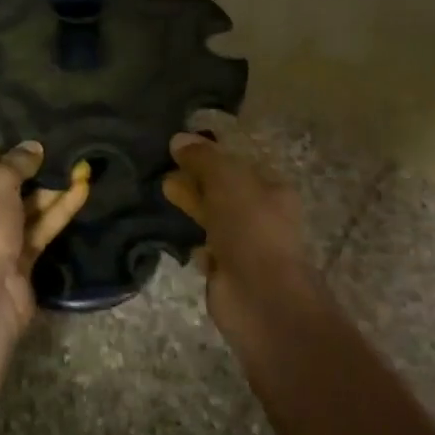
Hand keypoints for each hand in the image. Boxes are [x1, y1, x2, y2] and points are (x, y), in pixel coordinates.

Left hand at [0, 143, 90, 345]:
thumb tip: (32, 147)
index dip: (2, 150)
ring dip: (50, 190)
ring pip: (24, 209)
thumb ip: (14, 163)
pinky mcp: (17, 261)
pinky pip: (38, 229)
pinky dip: (58, 211)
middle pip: (1, 187)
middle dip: (31, 171)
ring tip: (79, 165)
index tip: (32, 136)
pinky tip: (82, 189)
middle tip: (61, 149)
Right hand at [163, 132, 321, 342]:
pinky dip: (194, 243)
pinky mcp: (228, 272)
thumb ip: (203, 158)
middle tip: (164, 173)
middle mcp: (263, 216)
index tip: (179, 150)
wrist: (259, 296)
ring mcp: (245, 246)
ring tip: (162, 195)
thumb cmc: (250, 229)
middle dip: (196, 181)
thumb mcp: (226, 180)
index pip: (238, 165)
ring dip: (192, 209)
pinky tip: (176, 235)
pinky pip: (207, 250)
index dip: (210, 156)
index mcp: (272, 190)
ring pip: (214, 219)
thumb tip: (179, 138)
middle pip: (224, 192)